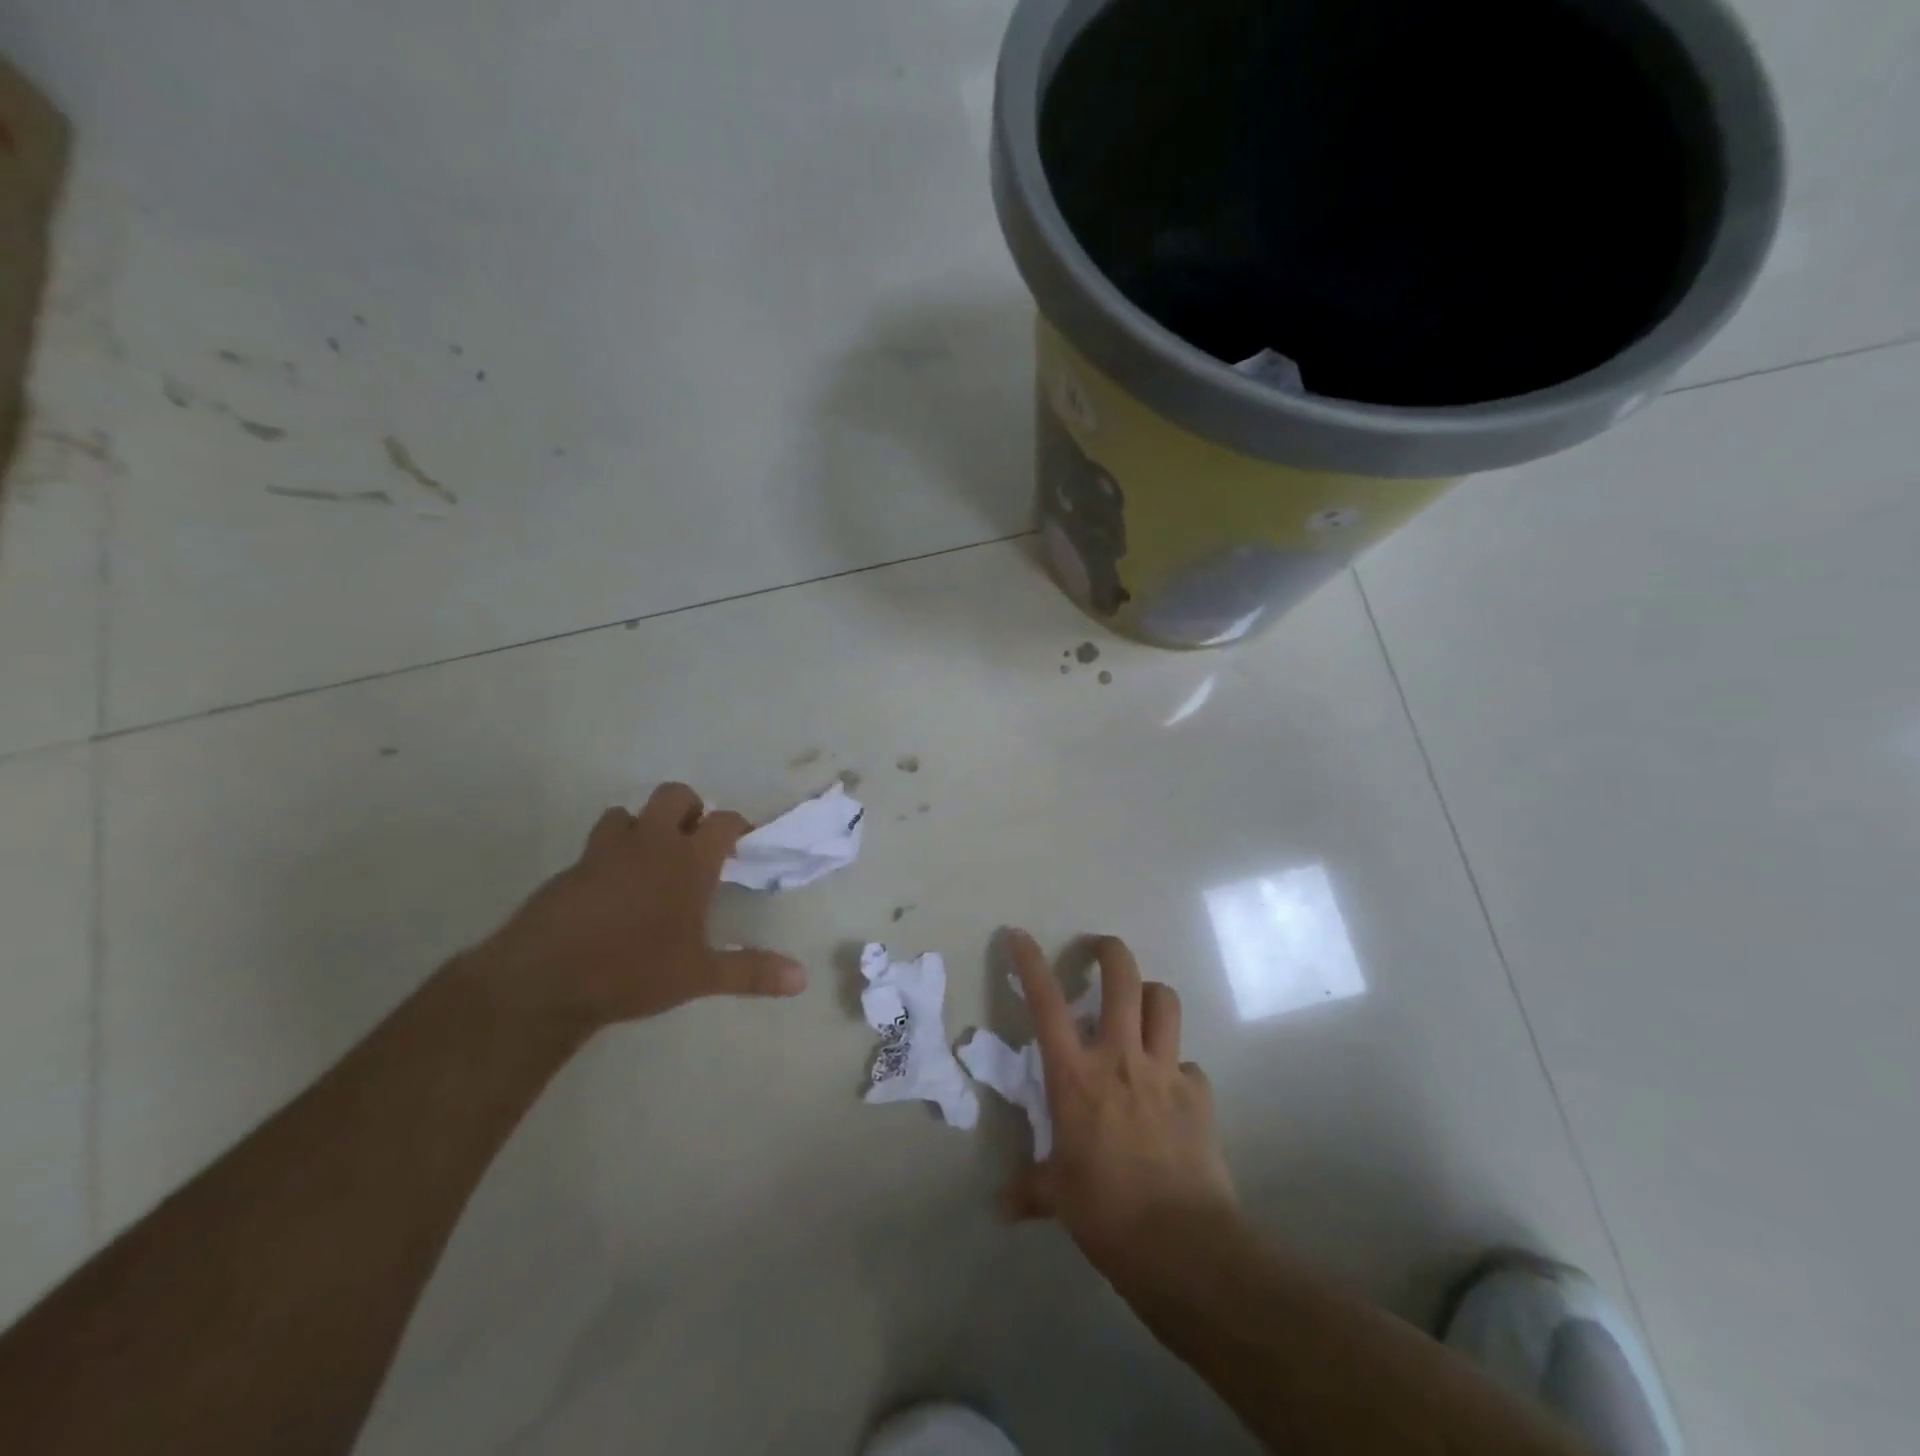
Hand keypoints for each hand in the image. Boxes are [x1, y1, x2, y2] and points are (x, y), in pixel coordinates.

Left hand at [473, 783, 804, 1027]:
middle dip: (690, 809)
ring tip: (650, 859)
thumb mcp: (700, 975)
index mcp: (688, 861)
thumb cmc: (635, 970)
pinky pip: (597, 846)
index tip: (742, 842)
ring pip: (628, 814)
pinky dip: (611, 854)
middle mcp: (649, 843)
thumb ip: (751, 972)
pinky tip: (612, 890)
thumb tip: (802, 979)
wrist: (545, 979)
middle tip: (695, 841)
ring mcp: (605, 851)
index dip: (736, 827)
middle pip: (674, 796)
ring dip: (643, 826)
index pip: (722, 822)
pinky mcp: (571, 869)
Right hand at [1000, 929, 1236, 1271]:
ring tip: (1140, 1006)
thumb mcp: (1058, 1197)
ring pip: (1164, 1003)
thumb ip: (1030, 1190)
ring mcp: (1165, 1071)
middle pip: (1122, 978)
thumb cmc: (1106, 1213)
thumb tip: (1001, 1208)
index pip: (1047, 1003)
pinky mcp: (1200, 1094)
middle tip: (1099, 949)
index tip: (1019, 935)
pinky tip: (1172, 1092)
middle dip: (1109, 951)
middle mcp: (1120, 1058)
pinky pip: (1190, 1065)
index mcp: (1075, 1075)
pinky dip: (1179, 1069)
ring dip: (1151, 995)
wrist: (1181, 1243)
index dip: (1031, 962)